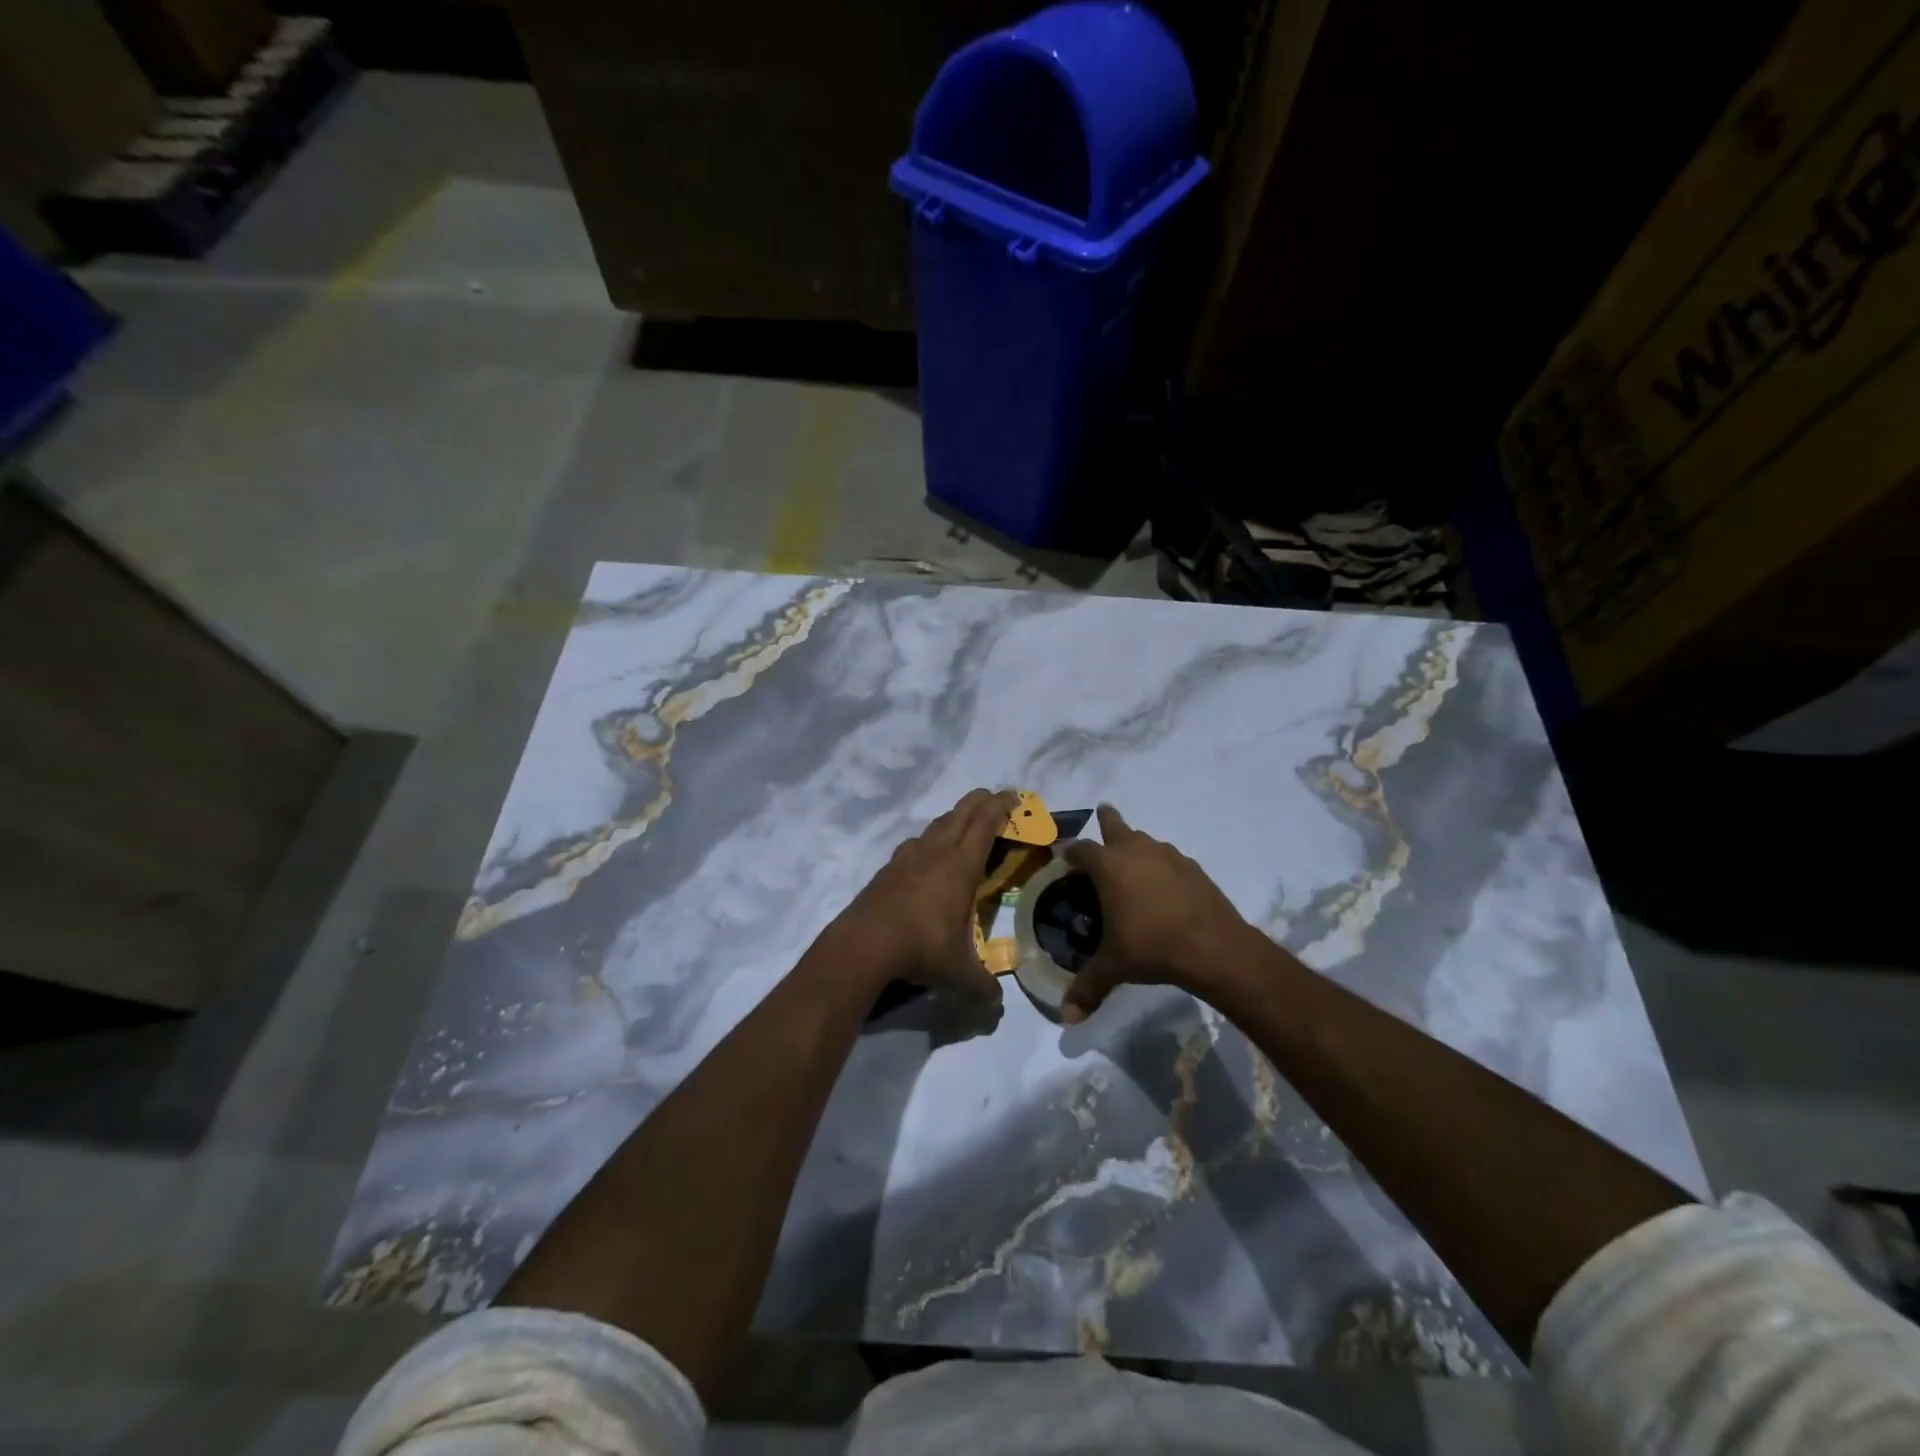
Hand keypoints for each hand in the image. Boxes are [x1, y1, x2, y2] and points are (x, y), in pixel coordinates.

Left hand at [829, 788, 1015, 1001]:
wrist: (864, 944)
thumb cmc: (920, 948)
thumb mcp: (958, 972)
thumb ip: (982, 985)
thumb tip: (996, 1005)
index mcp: (961, 866)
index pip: (986, 824)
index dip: (1001, 806)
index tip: (1013, 796)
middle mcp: (936, 852)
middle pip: (961, 813)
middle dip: (981, 801)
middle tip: (994, 799)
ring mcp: (908, 856)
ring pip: (936, 825)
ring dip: (954, 818)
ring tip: (963, 825)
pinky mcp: (888, 868)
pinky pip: (915, 843)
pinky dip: (929, 839)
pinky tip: (927, 854)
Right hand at [1058, 805, 1254, 1022]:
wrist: (1214, 947)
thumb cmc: (1152, 947)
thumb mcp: (1114, 967)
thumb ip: (1088, 988)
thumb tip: (1066, 1018)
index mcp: (1108, 865)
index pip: (1080, 849)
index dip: (1069, 853)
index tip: (1063, 857)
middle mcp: (1135, 850)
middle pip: (1115, 824)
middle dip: (1106, 820)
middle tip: (1102, 815)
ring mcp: (1167, 855)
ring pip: (1145, 840)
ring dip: (1135, 845)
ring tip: (1131, 863)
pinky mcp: (1193, 867)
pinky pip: (1168, 858)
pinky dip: (1160, 865)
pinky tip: (1163, 886)